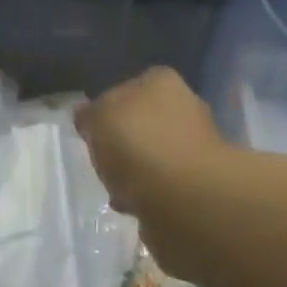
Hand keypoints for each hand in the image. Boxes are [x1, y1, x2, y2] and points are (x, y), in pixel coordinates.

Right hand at [76, 68, 227, 274]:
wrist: (183, 195)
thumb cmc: (137, 143)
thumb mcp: (98, 118)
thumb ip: (90, 114)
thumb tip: (87, 114)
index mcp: (162, 81)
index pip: (130, 86)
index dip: (108, 108)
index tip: (93, 131)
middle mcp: (185, 106)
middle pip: (144, 122)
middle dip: (124, 143)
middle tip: (104, 161)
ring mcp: (196, 145)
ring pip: (154, 154)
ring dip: (135, 171)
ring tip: (116, 189)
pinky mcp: (200, 182)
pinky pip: (163, 184)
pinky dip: (147, 193)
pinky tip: (133, 205)